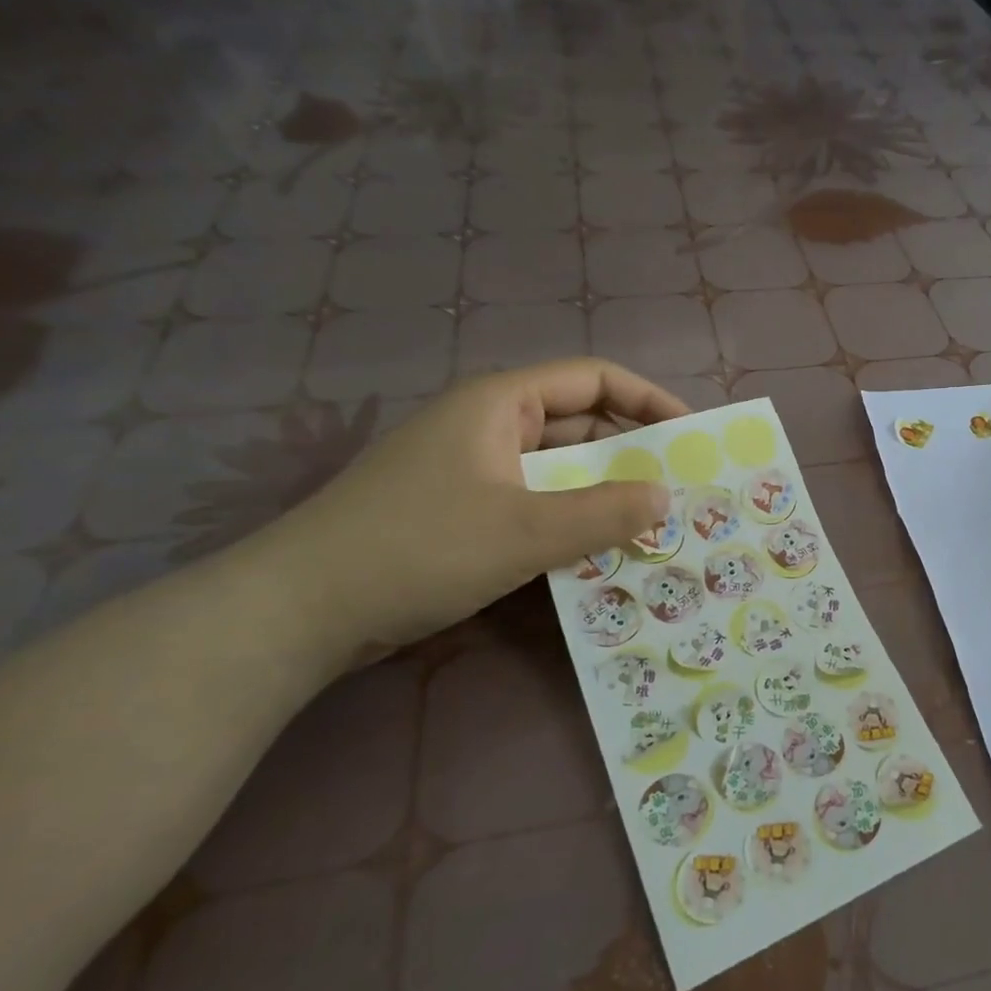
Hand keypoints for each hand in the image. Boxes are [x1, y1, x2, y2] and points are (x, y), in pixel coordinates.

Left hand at [260, 359, 686, 657]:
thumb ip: (605, 512)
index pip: (594, 379)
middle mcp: (489, 427)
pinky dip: (569, 524)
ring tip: (651, 529)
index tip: (690, 435)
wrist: (300, 610)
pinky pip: (534, 506)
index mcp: (500, 403)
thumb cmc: (420, 547)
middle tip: (679, 493)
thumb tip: (665, 497)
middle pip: (579, 427)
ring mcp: (472, 472)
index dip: (648, 400)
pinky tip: (598, 557)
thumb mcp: (525, 530)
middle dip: (631, 456)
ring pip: (558, 473)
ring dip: (603, 497)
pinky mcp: (462, 515)